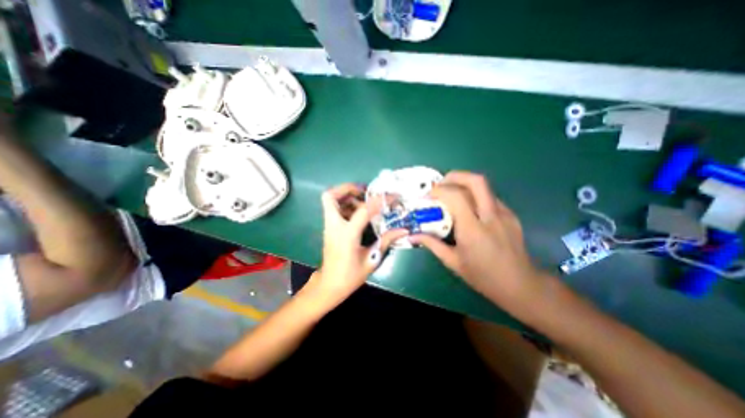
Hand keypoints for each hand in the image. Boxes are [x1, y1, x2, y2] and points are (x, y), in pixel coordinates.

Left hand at [312, 186, 410, 307]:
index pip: (363, 209)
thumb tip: (403, 230)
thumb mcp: (371, 260)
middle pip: (331, 196)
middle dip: (347, 188)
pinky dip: (344, 204)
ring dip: (346, 195)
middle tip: (365, 191)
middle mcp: (334, 226)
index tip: (391, 196)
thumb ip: (386, 241)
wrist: (329, 286)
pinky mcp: (329, 228)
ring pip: (330, 200)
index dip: (379, 200)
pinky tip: (358, 212)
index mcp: (347, 234)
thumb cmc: (350, 276)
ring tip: (364, 200)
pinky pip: (333, 209)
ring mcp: (329, 226)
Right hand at [410, 172, 547, 317]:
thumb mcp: (453, 262)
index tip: (428, 196)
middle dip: (455, 176)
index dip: (439, 190)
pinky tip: (469, 208)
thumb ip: (432, 244)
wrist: (521, 285)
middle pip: (476, 181)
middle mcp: (491, 217)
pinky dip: (475, 195)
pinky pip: (490, 197)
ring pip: (484, 187)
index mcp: (473, 230)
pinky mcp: (511, 215)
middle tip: (441, 184)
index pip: (456, 197)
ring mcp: (504, 214)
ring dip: (465, 184)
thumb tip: (412, 235)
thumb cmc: (483, 276)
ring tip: (451, 194)